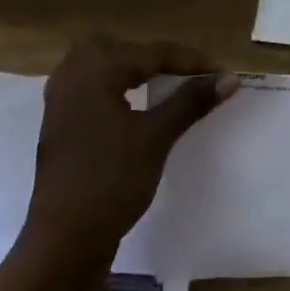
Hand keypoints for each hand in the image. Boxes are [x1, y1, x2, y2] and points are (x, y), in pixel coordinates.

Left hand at [24, 35, 238, 260]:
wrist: (64, 242)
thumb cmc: (111, 181)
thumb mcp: (156, 137)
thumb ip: (191, 101)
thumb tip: (229, 78)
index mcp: (94, 71)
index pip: (150, 53)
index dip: (189, 61)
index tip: (221, 73)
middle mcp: (71, 77)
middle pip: (118, 48)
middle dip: (152, 56)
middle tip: (184, 72)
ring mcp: (60, 103)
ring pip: (99, 66)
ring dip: (130, 70)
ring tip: (159, 83)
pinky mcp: (59, 126)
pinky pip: (90, 88)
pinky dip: (114, 88)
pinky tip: (130, 107)